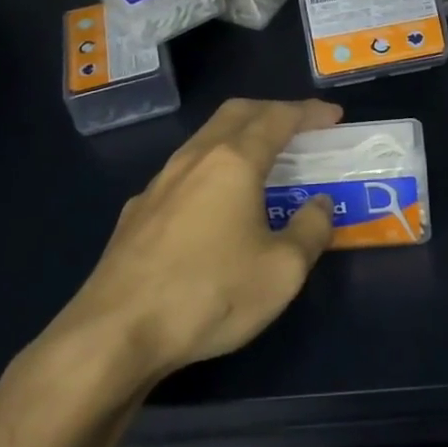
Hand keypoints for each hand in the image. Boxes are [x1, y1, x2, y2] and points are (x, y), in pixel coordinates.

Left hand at [36, 97, 343, 388]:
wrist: (114, 335)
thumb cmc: (209, 295)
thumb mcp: (283, 271)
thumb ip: (310, 230)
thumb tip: (319, 204)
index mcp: (233, 162)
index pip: (277, 119)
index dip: (309, 113)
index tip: (333, 117)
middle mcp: (193, 160)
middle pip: (236, 113)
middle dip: (272, 111)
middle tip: (300, 126)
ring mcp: (158, 185)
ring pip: (204, 139)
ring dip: (239, 137)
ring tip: (262, 160)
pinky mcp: (136, 214)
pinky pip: (183, 172)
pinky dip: (211, 168)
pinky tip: (214, 203)